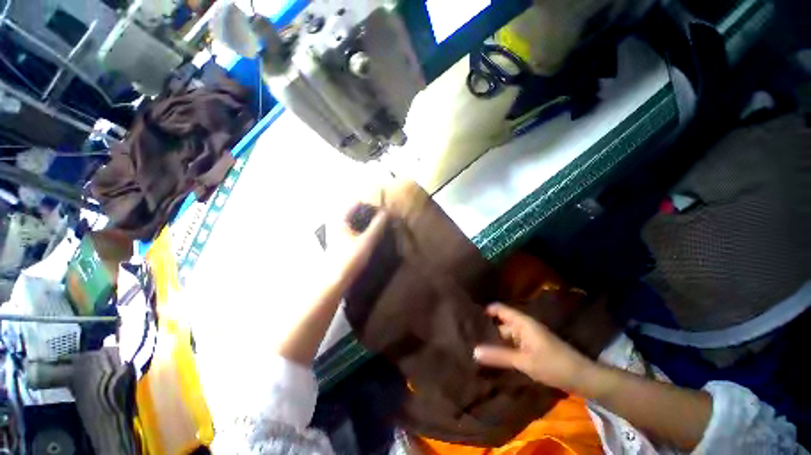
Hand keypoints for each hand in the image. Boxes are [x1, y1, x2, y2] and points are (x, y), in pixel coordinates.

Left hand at [323, 205, 387, 291]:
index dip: (372, 206)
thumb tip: (388, 211)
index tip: (385, 212)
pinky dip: (363, 230)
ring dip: (368, 223)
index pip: (357, 203)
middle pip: (356, 211)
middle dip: (371, 214)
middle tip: (385, 220)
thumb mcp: (367, 241)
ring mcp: (337, 232)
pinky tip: (371, 237)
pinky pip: (354, 230)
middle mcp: (336, 222)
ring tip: (381, 228)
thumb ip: (378, 225)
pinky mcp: (340, 241)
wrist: (334, 281)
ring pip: (356, 221)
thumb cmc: (349, 259)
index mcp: (339, 218)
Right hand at [473, 303, 595, 393]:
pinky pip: (513, 345)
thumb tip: (474, 351)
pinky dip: (503, 350)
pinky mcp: (531, 348)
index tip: (469, 317)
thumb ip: (499, 356)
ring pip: (506, 336)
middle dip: (487, 331)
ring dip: (495, 343)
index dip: (485, 311)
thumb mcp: (524, 361)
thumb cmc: (553, 364)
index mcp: (522, 322)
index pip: (499, 309)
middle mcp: (523, 326)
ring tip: (476, 349)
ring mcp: (527, 337)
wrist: (582, 377)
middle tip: (468, 338)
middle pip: (500, 324)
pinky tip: (493, 358)